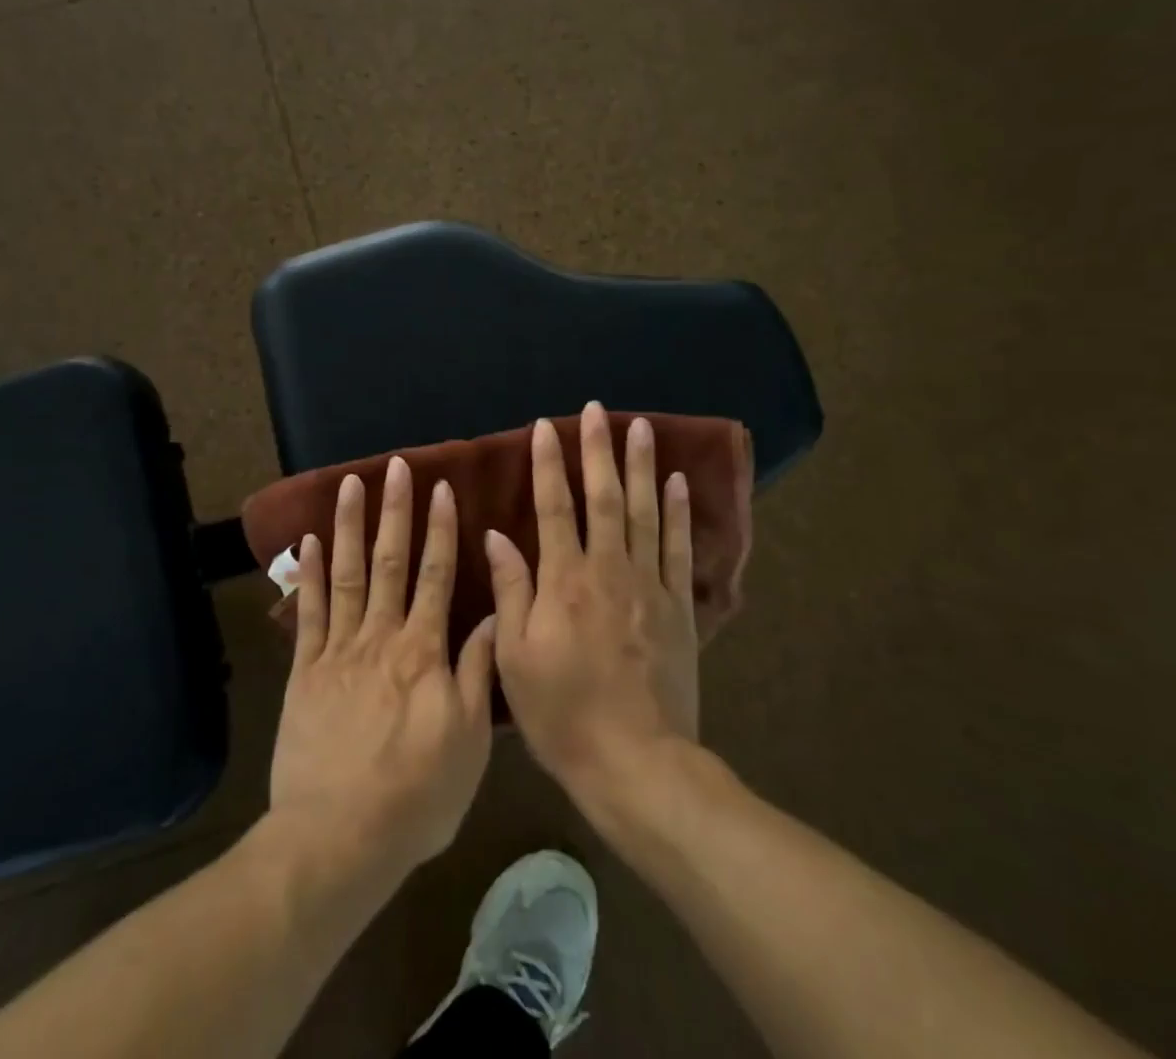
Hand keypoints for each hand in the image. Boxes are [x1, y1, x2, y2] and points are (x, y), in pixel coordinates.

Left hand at [269, 457, 498, 874]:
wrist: (338, 838)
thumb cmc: (416, 795)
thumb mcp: (469, 740)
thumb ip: (477, 672)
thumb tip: (489, 616)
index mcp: (424, 651)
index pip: (437, 576)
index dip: (439, 530)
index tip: (440, 489)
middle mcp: (381, 636)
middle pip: (390, 561)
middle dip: (395, 510)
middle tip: (396, 466)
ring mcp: (338, 650)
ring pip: (347, 574)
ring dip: (351, 526)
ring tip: (352, 484)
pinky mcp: (305, 670)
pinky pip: (308, 612)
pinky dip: (309, 573)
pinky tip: (311, 540)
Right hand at [487, 403, 698, 802]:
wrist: (636, 764)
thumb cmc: (563, 714)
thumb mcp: (516, 659)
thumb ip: (511, 592)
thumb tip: (497, 536)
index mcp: (564, 582)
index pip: (554, 508)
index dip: (548, 464)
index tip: (545, 427)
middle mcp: (608, 571)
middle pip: (604, 498)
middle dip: (598, 450)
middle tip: (596, 410)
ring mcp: (649, 587)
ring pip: (645, 513)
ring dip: (641, 467)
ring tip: (641, 428)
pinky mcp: (678, 608)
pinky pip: (677, 550)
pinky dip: (677, 513)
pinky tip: (677, 483)